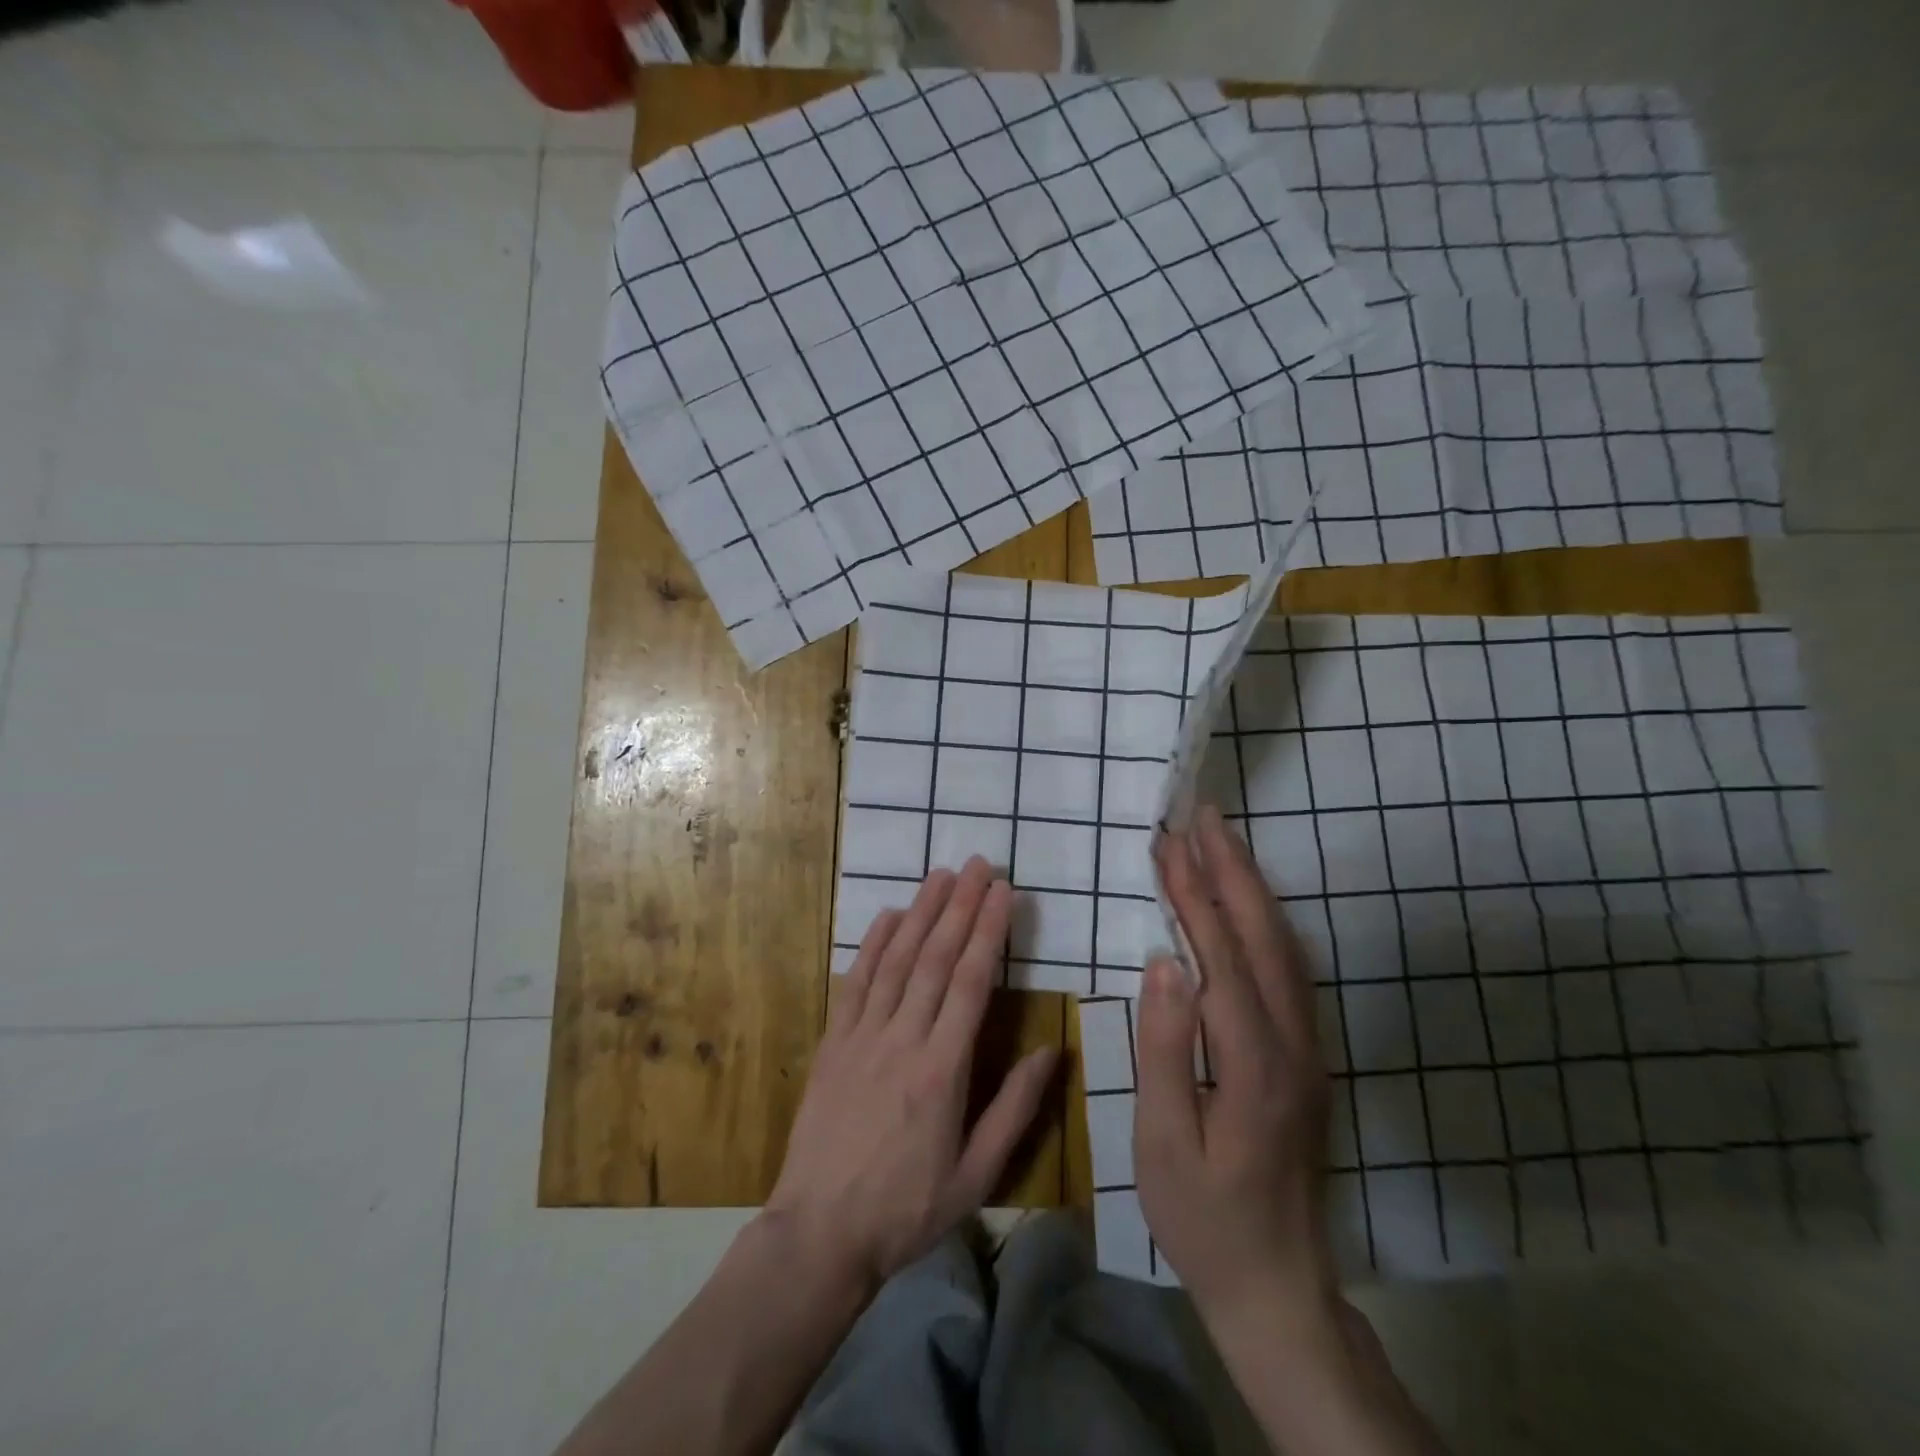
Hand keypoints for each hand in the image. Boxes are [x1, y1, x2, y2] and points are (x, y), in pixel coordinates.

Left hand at [765, 857, 1057, 1293]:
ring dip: (921, 912)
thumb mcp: (976, 1175)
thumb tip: (1053, 1050)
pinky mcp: (834, 1043)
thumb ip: (1015, 1108)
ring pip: (897, 960)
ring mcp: (863, 1036)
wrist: (819, 1233)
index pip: (972, 982)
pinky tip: (889, 915)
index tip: (1003, 892)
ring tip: (941, 874)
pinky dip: (873, 945)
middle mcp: (904, 1039)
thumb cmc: (906, 1209)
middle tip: (979, 865)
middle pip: (937, 958)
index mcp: (944, 1069)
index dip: (989, 931)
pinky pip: (856, 983)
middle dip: (960, 905)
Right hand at [1135, 804, 1335, 1329]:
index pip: (1220, 958)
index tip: (1169, 844)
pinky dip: (1264, 921)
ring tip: (1221, 841)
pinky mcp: (1306, 1055)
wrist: (1278, 1283)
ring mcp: (1307, 1048)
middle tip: (1203, 815)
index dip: (1193, 896)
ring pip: (1283, 948)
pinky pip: (1288, 969)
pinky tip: (1246, 904)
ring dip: (1251, 887)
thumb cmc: (1204, 1217)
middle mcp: (1292, 1043)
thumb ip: (1166, 1050)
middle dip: (1232, 869)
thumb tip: (1163, 963)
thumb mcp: (1164, 1144)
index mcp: (1254, 1064)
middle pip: (1263, 937)